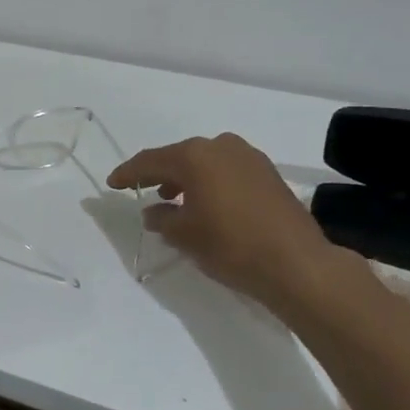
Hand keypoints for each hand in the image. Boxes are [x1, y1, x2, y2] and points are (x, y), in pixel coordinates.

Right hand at [108, 133, 346, 307]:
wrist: (297, 263)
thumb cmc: (231, 245)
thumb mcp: (185, 235)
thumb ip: (162, 218)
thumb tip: (153, 211)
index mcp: (195, 155)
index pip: (151, 160)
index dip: (128, 173)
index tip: (112, 183)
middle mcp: (221, 146)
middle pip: (180, 157)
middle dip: (161, 175)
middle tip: (144, 191)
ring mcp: (249, 156)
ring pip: (206, 163)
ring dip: (187, 180)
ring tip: (174, 202)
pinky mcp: (268, 173)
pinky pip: (227, 171)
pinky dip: (211, 183)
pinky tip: (208, 204)